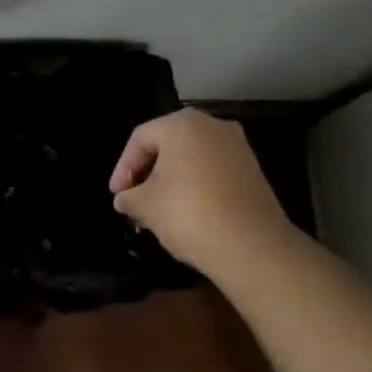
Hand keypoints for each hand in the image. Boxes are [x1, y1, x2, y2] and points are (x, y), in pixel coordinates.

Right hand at [109, 109, 296, 275]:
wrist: (253, 247)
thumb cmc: (189, 214)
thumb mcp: (145, 205)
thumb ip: (129, 197)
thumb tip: (124, 199)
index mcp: (181, 124)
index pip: (140, 138)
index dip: (123, 167)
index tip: (117, 195)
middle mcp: (212, 125)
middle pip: (168, 144)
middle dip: (148, 172)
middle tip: (135, 198)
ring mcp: (237, 147)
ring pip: (192, 158)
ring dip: (172, 179)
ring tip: (159, 208)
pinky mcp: (254, 171)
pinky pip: (213, 171)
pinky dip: (197, 186)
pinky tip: (188, 212)